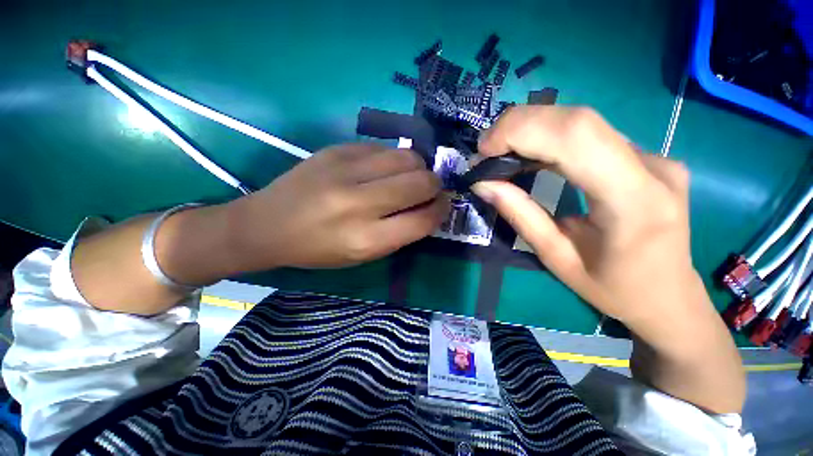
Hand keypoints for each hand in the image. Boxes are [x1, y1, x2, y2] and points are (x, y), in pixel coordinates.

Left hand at [226, 143, 447, 269]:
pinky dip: (393, 159)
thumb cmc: (318, 249)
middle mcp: (359, 202)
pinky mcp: (337, 149)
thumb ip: (401, 232)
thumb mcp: (364, 255)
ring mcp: (346, 170)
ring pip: (408, 156)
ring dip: (418, 167)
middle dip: (435, 186)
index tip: (442, 206)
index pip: (424, 219)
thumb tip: (429, 207)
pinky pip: (384, 148)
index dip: (441, 211)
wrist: (267, 224)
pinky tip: (382, 169)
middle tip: (428, 190)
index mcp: (367, 239)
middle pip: (422, 181)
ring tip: (408, 177)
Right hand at [472, 106, 695, 324]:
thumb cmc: (613, 289)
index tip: (483, 151)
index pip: (575, 138)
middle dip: (519, 125)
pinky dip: (549, 136)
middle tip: (485, 149)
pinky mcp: (645, 156)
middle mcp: (652, 167)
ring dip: (531, 128)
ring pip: (581, 121)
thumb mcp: (556, 259)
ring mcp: (654, 156)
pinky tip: (528, 153)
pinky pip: (589, 134)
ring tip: (499, 151)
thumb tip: (483, 184)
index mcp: (633, 201)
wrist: (669, 295)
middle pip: (577, 120)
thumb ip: (520, 215)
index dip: (521, 131)